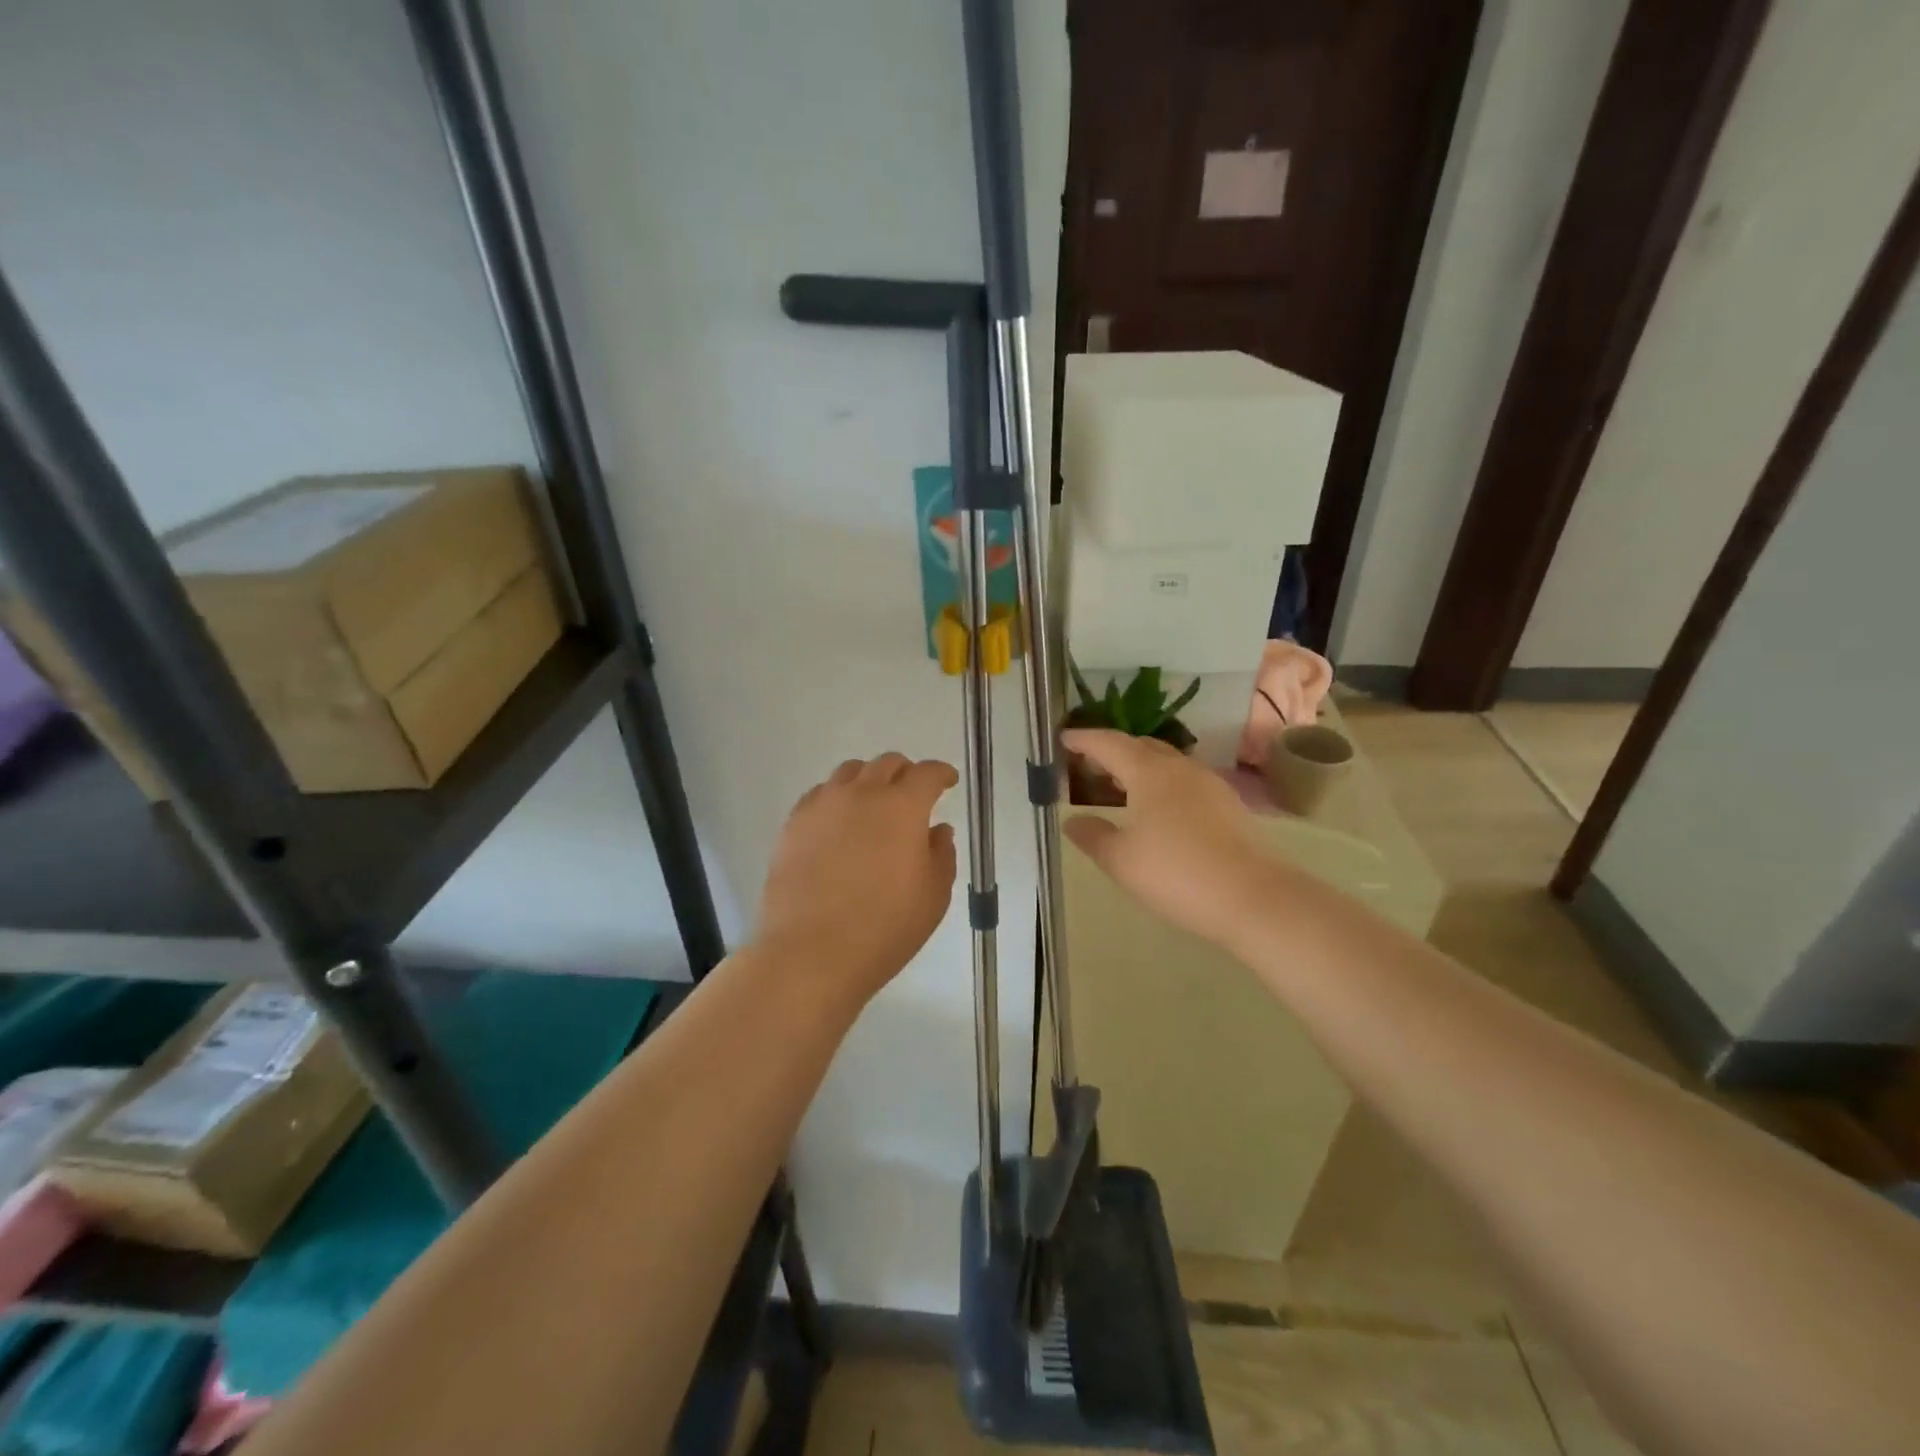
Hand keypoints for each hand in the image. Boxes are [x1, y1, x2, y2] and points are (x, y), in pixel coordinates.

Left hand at [756, 753, 958, 1005]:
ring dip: (869, 780)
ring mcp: (823, 805)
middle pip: (887, 764)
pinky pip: (820, 794)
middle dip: (906, 773)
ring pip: (850, 773)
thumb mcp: (933, 896)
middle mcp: (862, 794)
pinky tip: (839, 823)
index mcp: (902, 806)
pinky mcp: (793, 824)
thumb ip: (941, 855)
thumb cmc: (884, 928)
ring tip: (873, 805)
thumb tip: (936, 831)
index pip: (927, 774)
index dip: (941, 774)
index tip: (948, 782)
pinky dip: (837, 798)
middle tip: (913, 795)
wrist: (811, 953)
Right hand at [1063, 730, 1278, 948]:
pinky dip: (1161, 783)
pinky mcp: (1227, 804)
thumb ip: (1092, 836)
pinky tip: (1157, 809)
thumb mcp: (1121, 860)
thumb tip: (1072, 821)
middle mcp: (1180, 768)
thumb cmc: (1177, 874)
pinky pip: (1184, 780)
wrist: (1253, 897)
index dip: (1084, 740)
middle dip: (1112, 750)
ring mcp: (1208, 784)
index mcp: (1149, 772)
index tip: (1063, 738)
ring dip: (1138, 766)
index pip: (1109, 744)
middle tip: (1088, 764)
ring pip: (1166, 762)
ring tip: (1119, 786)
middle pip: (1140, 746)